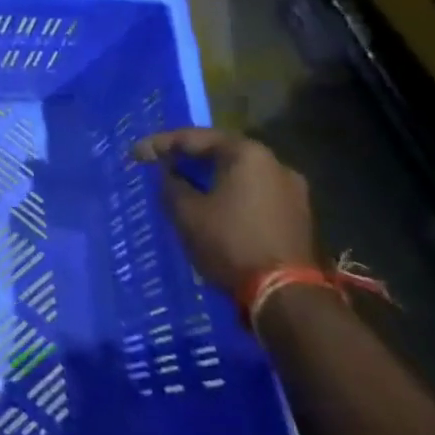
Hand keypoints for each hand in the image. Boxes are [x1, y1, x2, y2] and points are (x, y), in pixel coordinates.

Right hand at [133, 128, 316, 294]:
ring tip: (183, 186)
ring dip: (210, 178)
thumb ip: (171, 184)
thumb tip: (168, 173)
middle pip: (220, 152)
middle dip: (188, 159)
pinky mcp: (298, 215)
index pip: (194, 138)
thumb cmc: (230, 243)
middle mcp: (275, 163)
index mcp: (247, 154)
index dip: (160, 144)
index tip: (135, 154)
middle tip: (159, 165)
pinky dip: (229, 194)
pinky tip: (211, 206)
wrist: (286, 296)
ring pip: (239, 175)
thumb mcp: (186, 212)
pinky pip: (253, 193)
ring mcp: (292, 190)